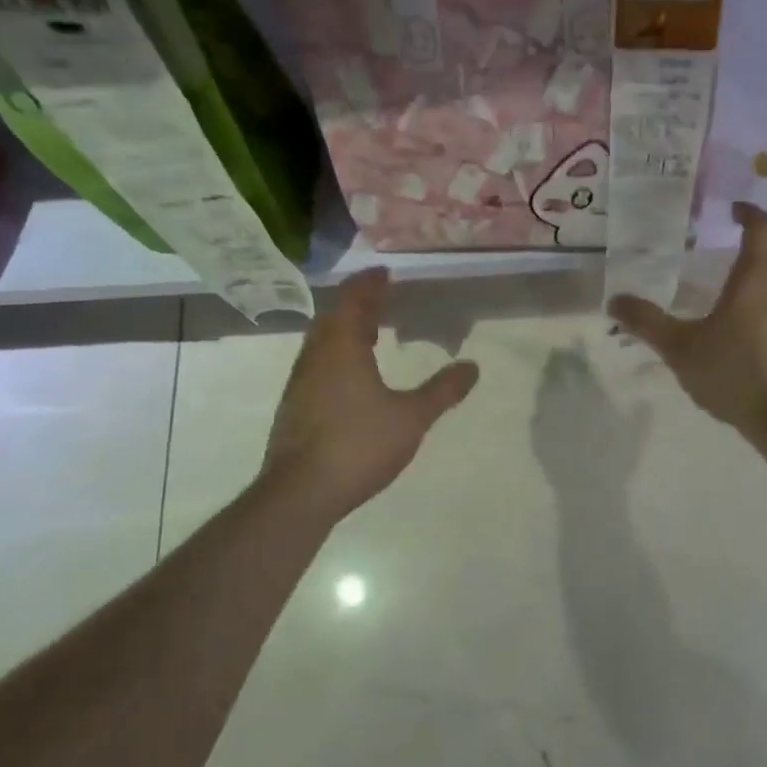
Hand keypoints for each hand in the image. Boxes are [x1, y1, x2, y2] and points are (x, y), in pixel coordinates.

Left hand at [261, 269, 479, 520]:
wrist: (301, 492)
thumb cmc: (359, 445)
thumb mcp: (411, 418)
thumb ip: (442, 391)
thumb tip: (473, 367)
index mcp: (342, 348)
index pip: (353, 301)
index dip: (369, 284)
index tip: (384, 273)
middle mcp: (316, 357)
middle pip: (333, 318)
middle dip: (356, 305)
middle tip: (379, 300)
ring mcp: (300, 383)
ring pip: (321, 343)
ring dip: (343, 330)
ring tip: (367, 333)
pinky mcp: (294, 407)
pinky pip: (316, 365)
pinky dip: (334, 355)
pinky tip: (349, 377)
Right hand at [607, 202, 766, 454]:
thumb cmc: (738, 376)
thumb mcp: (682, 350)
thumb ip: (648, 324)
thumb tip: (615, 301)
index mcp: (759, 277)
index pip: (762, 226)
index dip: (749, 213)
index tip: (734, 210)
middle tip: (746, 244)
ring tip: (750, 290)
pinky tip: (766, 330)